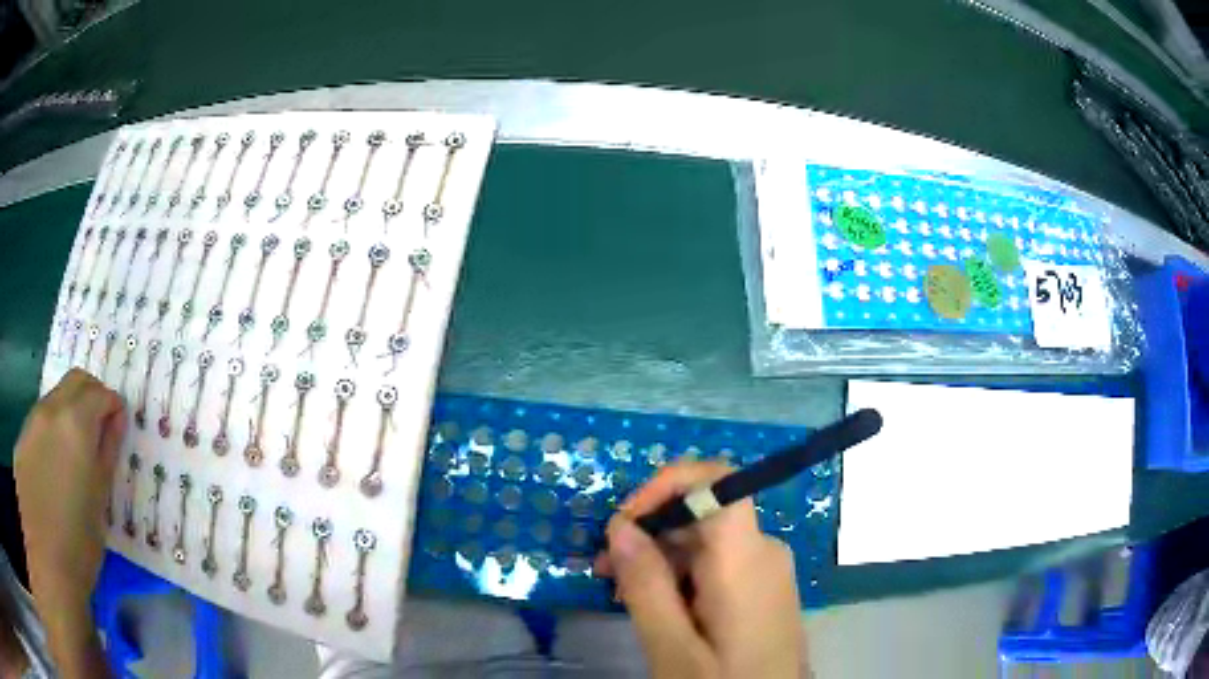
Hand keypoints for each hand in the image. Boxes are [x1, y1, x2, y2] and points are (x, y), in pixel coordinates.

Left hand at [14, 369, 123, 677]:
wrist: (46, 562)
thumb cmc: (79, 542)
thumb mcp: (100, 500)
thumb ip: (107, 453)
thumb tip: (115, 422)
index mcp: (76, 423)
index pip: (100, 393)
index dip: (113, 406)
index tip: (118, 426)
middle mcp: (51, 411)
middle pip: (74, 381)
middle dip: (90, 396)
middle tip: (99, 428)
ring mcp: (31, 423)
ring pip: (53, 400)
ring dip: (67, 414)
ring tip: (73, 457)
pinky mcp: (21, 441)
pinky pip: (38, 424)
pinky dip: (49, 434)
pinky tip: (51, 472)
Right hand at [596, 461, 806, 678]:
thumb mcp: (672, 646)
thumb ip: (646, 585)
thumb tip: (619, 525)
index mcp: (745, 558)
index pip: (716, 479)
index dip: (666, 485)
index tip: (623, 524)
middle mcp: (763, 549)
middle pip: (702, 512)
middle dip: (649, 532)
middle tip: (606, 573)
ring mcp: (767, 568)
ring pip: (706, 539)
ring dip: (660, 557)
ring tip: (626, 597)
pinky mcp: (763, 586)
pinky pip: (718, 562)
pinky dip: (682, 574)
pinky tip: (661, 607)